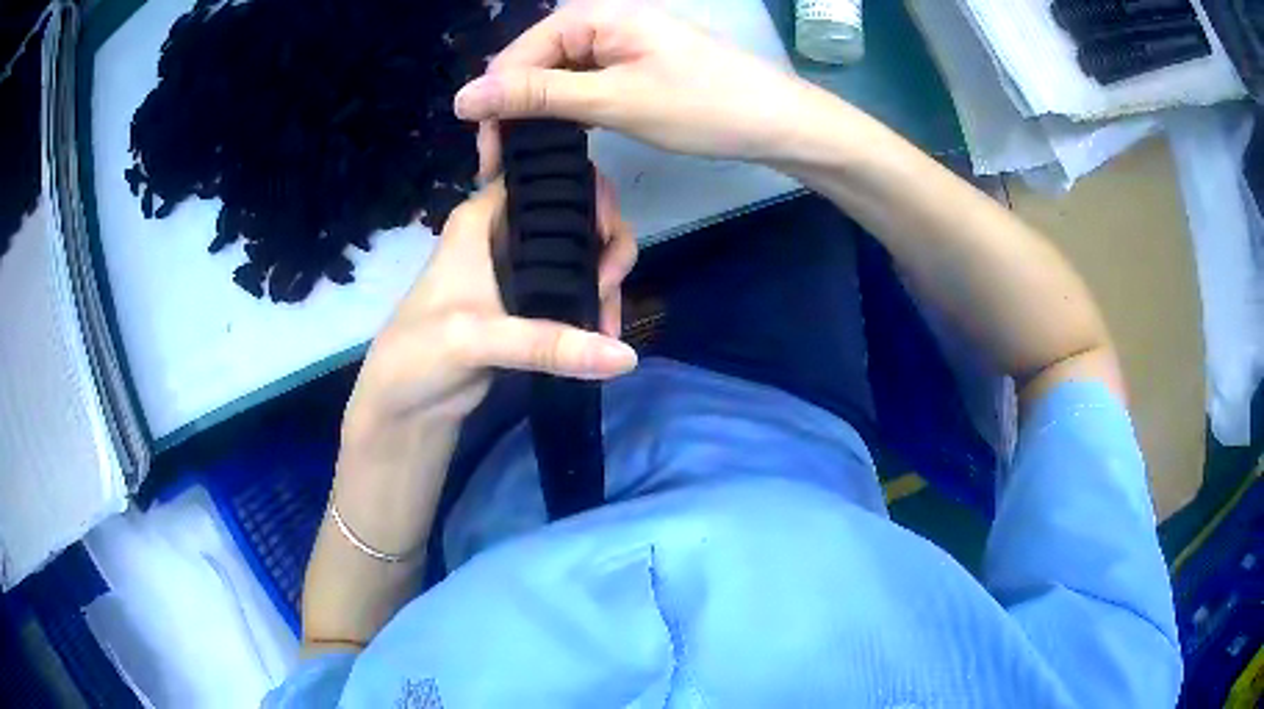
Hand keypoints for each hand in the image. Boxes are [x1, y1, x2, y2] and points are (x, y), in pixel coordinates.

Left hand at [342, 178, 637, 450]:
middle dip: (605, 242)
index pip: (544, 177)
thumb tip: (624, 355)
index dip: (583, 188)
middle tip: (607, 283)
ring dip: (605, 282)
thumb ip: (548, 343)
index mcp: (482, 218)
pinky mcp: (530, 307)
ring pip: (582, 255)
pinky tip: (604, 336)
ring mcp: (521, 271)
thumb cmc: (419, 354)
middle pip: (576, 214)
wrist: (405, 407)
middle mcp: (505, 234)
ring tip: (608, 326)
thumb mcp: (477, 339)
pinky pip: (577, 292)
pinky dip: (596, 306)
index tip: (606, 226)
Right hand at [453, 0, 825, 175]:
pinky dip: (568, 111)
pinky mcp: (632, 63)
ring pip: (557, 76)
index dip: (494, 106)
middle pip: (533, 64)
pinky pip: (583, 83)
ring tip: (527, 159)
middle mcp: (600, 20)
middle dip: (514, 112)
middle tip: (506, 167)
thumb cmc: (702, 106)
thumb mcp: (613, 101)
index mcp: (591, 16)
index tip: (489, 162)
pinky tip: (562, 137)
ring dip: (539, 115)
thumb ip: (537, 96)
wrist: (778, 122)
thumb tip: (462, 98)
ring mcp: (618, 41)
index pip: (515, 56)